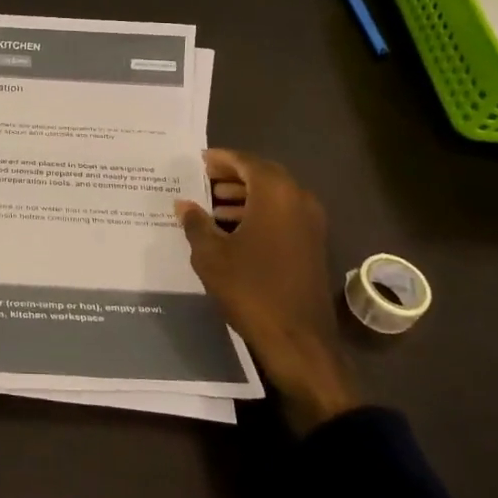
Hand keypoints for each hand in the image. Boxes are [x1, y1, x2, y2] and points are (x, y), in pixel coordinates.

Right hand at [174, 150, 358, 433]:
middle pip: (263, 175)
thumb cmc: (250, 289)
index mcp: (275, 194)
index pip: (246, 162)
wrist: (298, 338)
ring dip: (246, 196)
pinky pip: (283, 215)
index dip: (222, 159)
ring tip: (213, 205)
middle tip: (204, 180)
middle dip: (233, 176)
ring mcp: (311, 223)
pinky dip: (259, 213)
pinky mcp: (313, 244)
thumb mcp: (211, 255)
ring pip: (274, 196)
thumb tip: (184, 204)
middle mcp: (298, 200)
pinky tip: (234, 230)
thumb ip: (196, 223)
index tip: (200, 160)